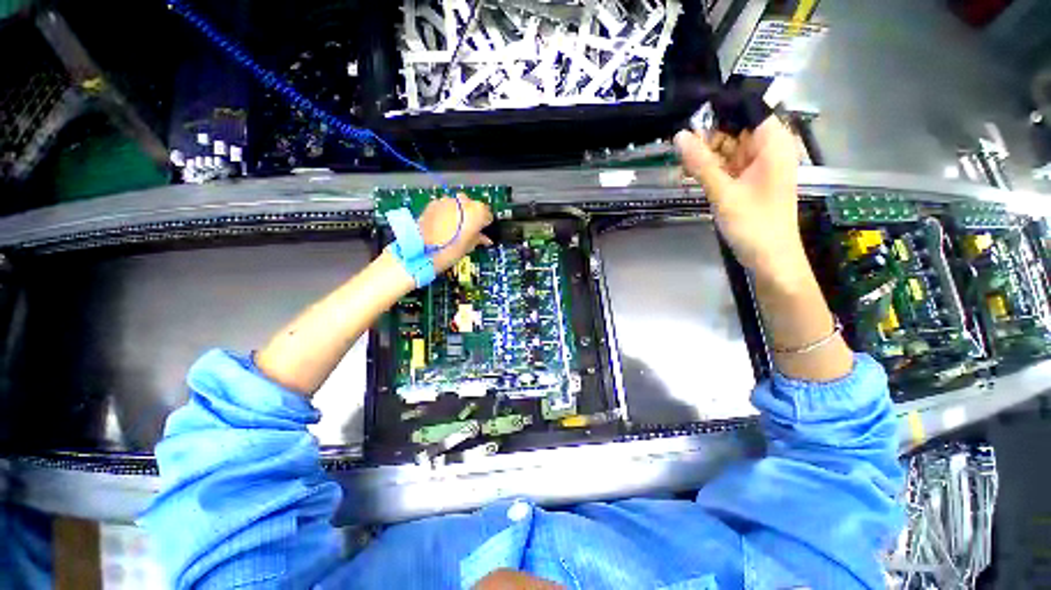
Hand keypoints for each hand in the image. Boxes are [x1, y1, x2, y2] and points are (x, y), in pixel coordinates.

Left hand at [418, 194, 493, 272]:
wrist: (423, 250)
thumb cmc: (451, 250)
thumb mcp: (469, 246)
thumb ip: (479, 238)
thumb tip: (484, 238)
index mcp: (477, 211)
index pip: (488, 215)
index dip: (485, 225)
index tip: (482, 233)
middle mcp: (464, 201)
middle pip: (473, 207)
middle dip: (472, 217)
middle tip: (468, 231)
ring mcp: (447, 200)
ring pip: (458, 205)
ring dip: (459, 214)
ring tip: (454, 230)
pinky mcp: (433, 203)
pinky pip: (445, 206)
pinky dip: (446, 213)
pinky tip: (442, 226)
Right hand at [674, 117, 805, 285]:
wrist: (771, 259)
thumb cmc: (754, 225)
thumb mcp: (724, 192)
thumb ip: (701, 163)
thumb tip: (679, 136)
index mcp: (773, 144)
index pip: (748, 109)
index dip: (720, 109)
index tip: (690, 115)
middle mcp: (769, 149)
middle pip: (737, 128)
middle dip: (709, 134)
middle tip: (680, 144)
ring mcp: (760, 166)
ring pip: (730, 147)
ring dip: (707, 153)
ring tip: (683, 161)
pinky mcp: (751, 181)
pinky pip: (729, 165)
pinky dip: (712, 168)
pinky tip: (693, 173)